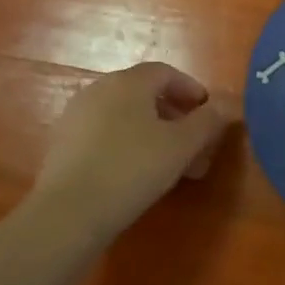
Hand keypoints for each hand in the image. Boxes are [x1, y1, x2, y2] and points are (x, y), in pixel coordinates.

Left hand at [31, 62, 238, 242]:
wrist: (68, 212)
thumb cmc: (133, 168)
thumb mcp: (182, 146)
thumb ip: (207, 122)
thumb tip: (222, 108)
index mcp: (128, 82)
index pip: (165, 72)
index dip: (191, 89)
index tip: (208, 112)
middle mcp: (99, 89)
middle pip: (145, 94)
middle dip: (175, 117)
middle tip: (195, 145)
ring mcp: (76, 116)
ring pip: (125, 117)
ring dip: (154, 134)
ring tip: (171, 164)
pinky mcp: (62, 144)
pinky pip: (105, 134)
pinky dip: (128, 145)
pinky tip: (137, 173)